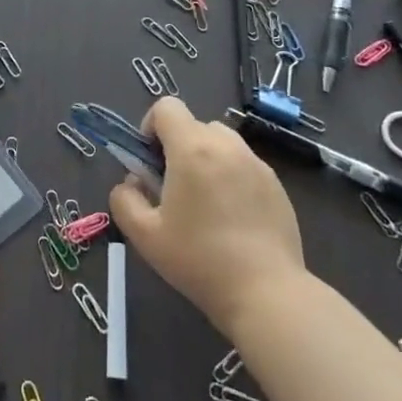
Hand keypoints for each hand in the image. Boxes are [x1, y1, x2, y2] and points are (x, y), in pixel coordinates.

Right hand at [109, 97, 304, 335]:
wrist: (266, 293)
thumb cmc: (199, 260)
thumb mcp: (144, 235)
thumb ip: (124, 199)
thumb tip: (132, 183)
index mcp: (192, 149)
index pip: (166, 107)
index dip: (151, 127)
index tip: (150, 162)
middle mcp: (227, 146)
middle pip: (194, 124)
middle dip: (178, 147)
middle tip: (174, 187)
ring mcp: (257, 164)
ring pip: (222, 143)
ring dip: (206, 159)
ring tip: (205, 203)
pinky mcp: (277, 185)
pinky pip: (245, 165)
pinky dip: (231, 177)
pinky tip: (232, 219)